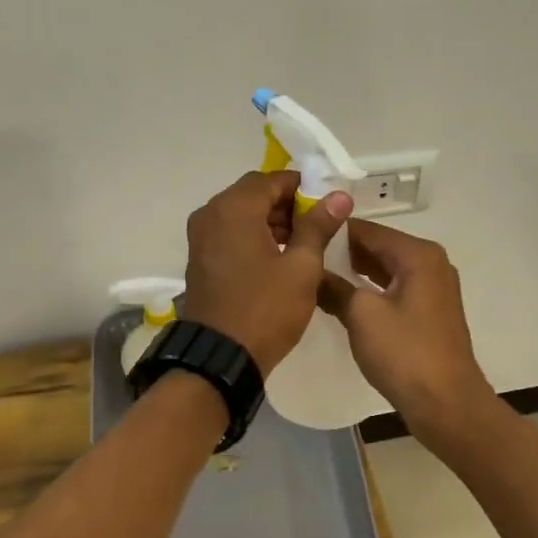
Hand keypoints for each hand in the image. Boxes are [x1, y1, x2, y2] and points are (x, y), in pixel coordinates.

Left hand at [182, 171, 352, 375]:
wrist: (220, 357)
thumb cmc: (265, 309)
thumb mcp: (301, 267)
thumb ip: (318, 226)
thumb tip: (338, 196)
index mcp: (234, 208)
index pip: (273, 179)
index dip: (304, 188)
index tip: (327, 207)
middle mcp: (211, 213)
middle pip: (254, 193)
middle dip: (287, 204)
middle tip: (318, 227)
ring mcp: (200, 236)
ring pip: (241, 213)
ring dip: (271, 220)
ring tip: (302, 245)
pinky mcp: (199, 257)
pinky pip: (230, 232)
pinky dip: (253, 235)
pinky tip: (277, 257)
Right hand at [318, 220, 491, 438]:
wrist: (447, 404)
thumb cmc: (404, 353)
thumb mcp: (361, 315)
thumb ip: (334, 286)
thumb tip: (311, 273)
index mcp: (417, 254)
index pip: (366, 229)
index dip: (332, 231)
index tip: (300, 236)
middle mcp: (430, 262)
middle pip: (377, 246)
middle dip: (341, 251)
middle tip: (302, 256)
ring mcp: (432, 287)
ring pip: (384, 268)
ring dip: (353, 271)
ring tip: (315, 275)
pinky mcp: (429, 310)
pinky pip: (393, 287)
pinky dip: (370, 289)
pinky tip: (342, 297)